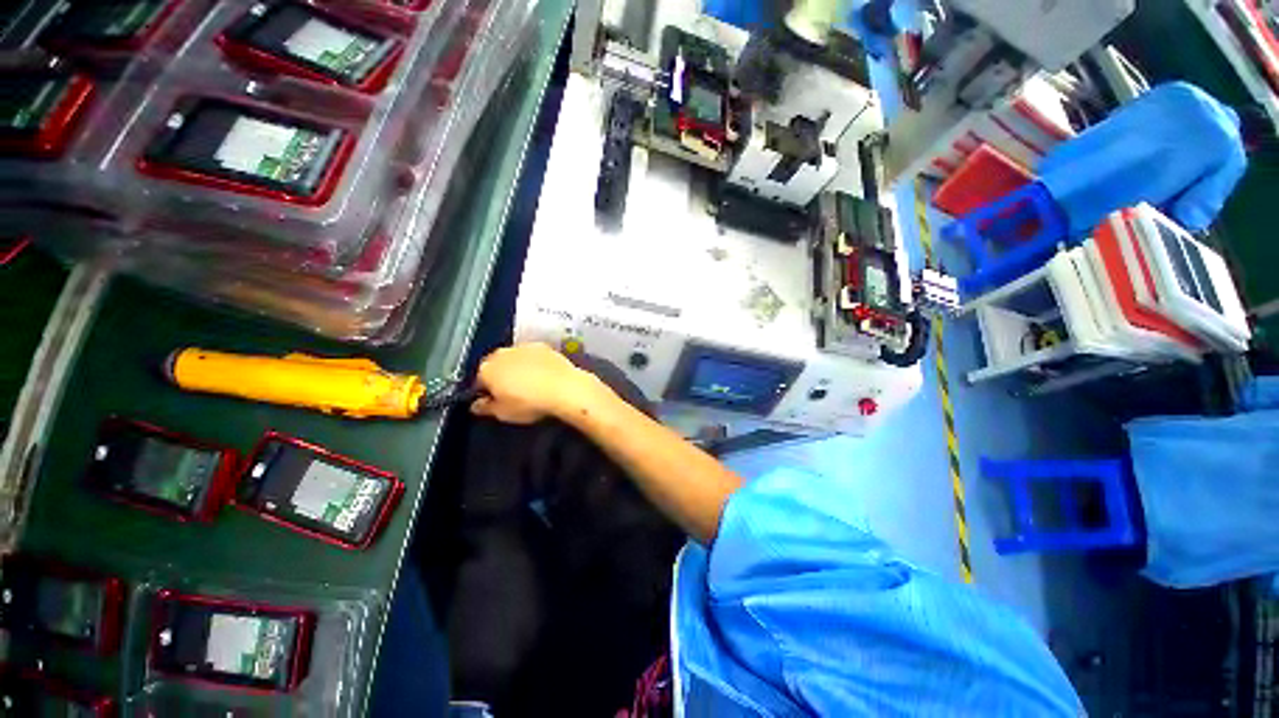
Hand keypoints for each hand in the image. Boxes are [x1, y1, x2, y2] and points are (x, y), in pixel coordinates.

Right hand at [470, 343, 605, 423]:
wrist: (564, 388)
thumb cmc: (531, 402)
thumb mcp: (503, 413)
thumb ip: (486, 408)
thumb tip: (478, 405)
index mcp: (487, 369)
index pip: (479, 380)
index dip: (486, 392)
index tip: (494, 401)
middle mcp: (502, 353)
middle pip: (496, 365)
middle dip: (501, 377)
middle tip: (513, 393)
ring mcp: (523, 347)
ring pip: (514, 358)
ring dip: (518, 368)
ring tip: (530, 385)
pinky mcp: (543, 346)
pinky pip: (533, 356)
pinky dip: (535, 364)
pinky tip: (543, 376)